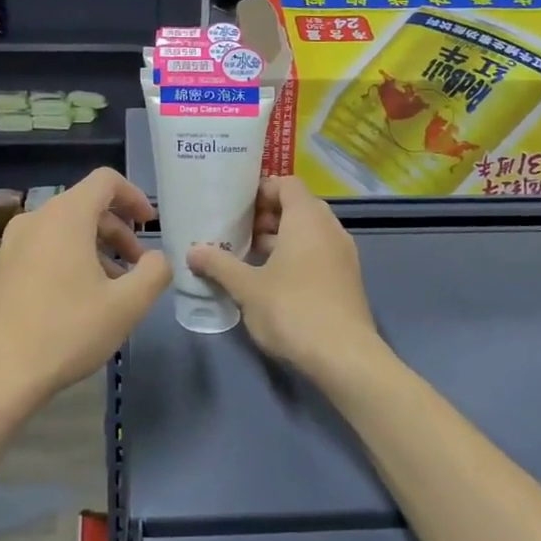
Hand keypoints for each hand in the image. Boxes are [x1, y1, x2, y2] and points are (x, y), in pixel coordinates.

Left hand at [0, 168, 170, 423]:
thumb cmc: (66, 332)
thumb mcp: (127, 305)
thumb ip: (154, 273)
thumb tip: (158, 259)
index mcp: (65, 217)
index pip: (105, 181)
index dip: (134, 196)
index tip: (150, 224)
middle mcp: (33, 221)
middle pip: (83, 207)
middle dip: (117, 231)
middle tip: (137, 265)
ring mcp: (8, 246)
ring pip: (60, 231)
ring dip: (92, 249)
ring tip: (109, 288)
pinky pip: (38, 252)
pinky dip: (64, 262)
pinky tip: (73, 303)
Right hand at [186, 177, 384, 380]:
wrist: (345, 357)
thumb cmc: (292, 309)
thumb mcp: (247, 287)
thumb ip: (220, 265)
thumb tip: (192, 252)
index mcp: (307, 218)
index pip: (286, 184)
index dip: (261, 190)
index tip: (236, 206)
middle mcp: (330, 228)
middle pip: (298, 206)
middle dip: (268, 216)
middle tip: (238, 231)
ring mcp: (343, 254)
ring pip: (309, 232)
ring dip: (281, 238)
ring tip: (250, 256)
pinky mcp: (347, 279)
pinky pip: (319, 252)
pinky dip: (297, 256)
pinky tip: (273, 280)